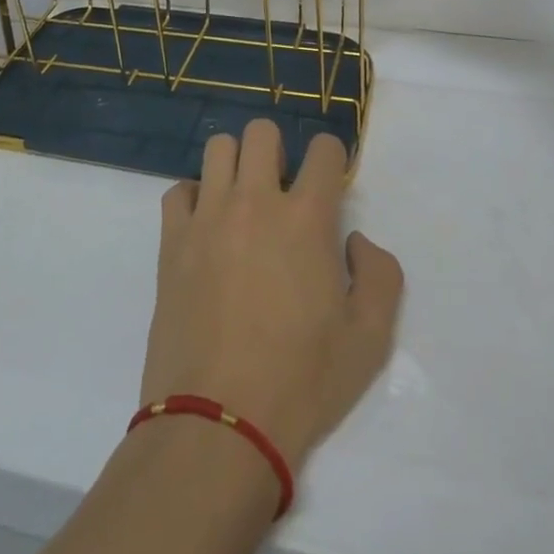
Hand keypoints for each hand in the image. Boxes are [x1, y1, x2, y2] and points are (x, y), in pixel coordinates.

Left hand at [142, 119, 403, 471]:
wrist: (219, 422)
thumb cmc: (302, 381)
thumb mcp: (370, 339)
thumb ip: (381, 275)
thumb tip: (355, 240)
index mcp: (306, 218)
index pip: (324, 149)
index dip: (333, 158)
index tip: (331, 182)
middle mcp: (255, 201)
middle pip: (262, 132)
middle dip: (279, 150)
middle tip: (283, 190)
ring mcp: (207, 216)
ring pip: (218, 147)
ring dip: (236, 164)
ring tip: (243, 201)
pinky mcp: (172, 240)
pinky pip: (179, 190)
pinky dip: (195, 197)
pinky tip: (206, 227)